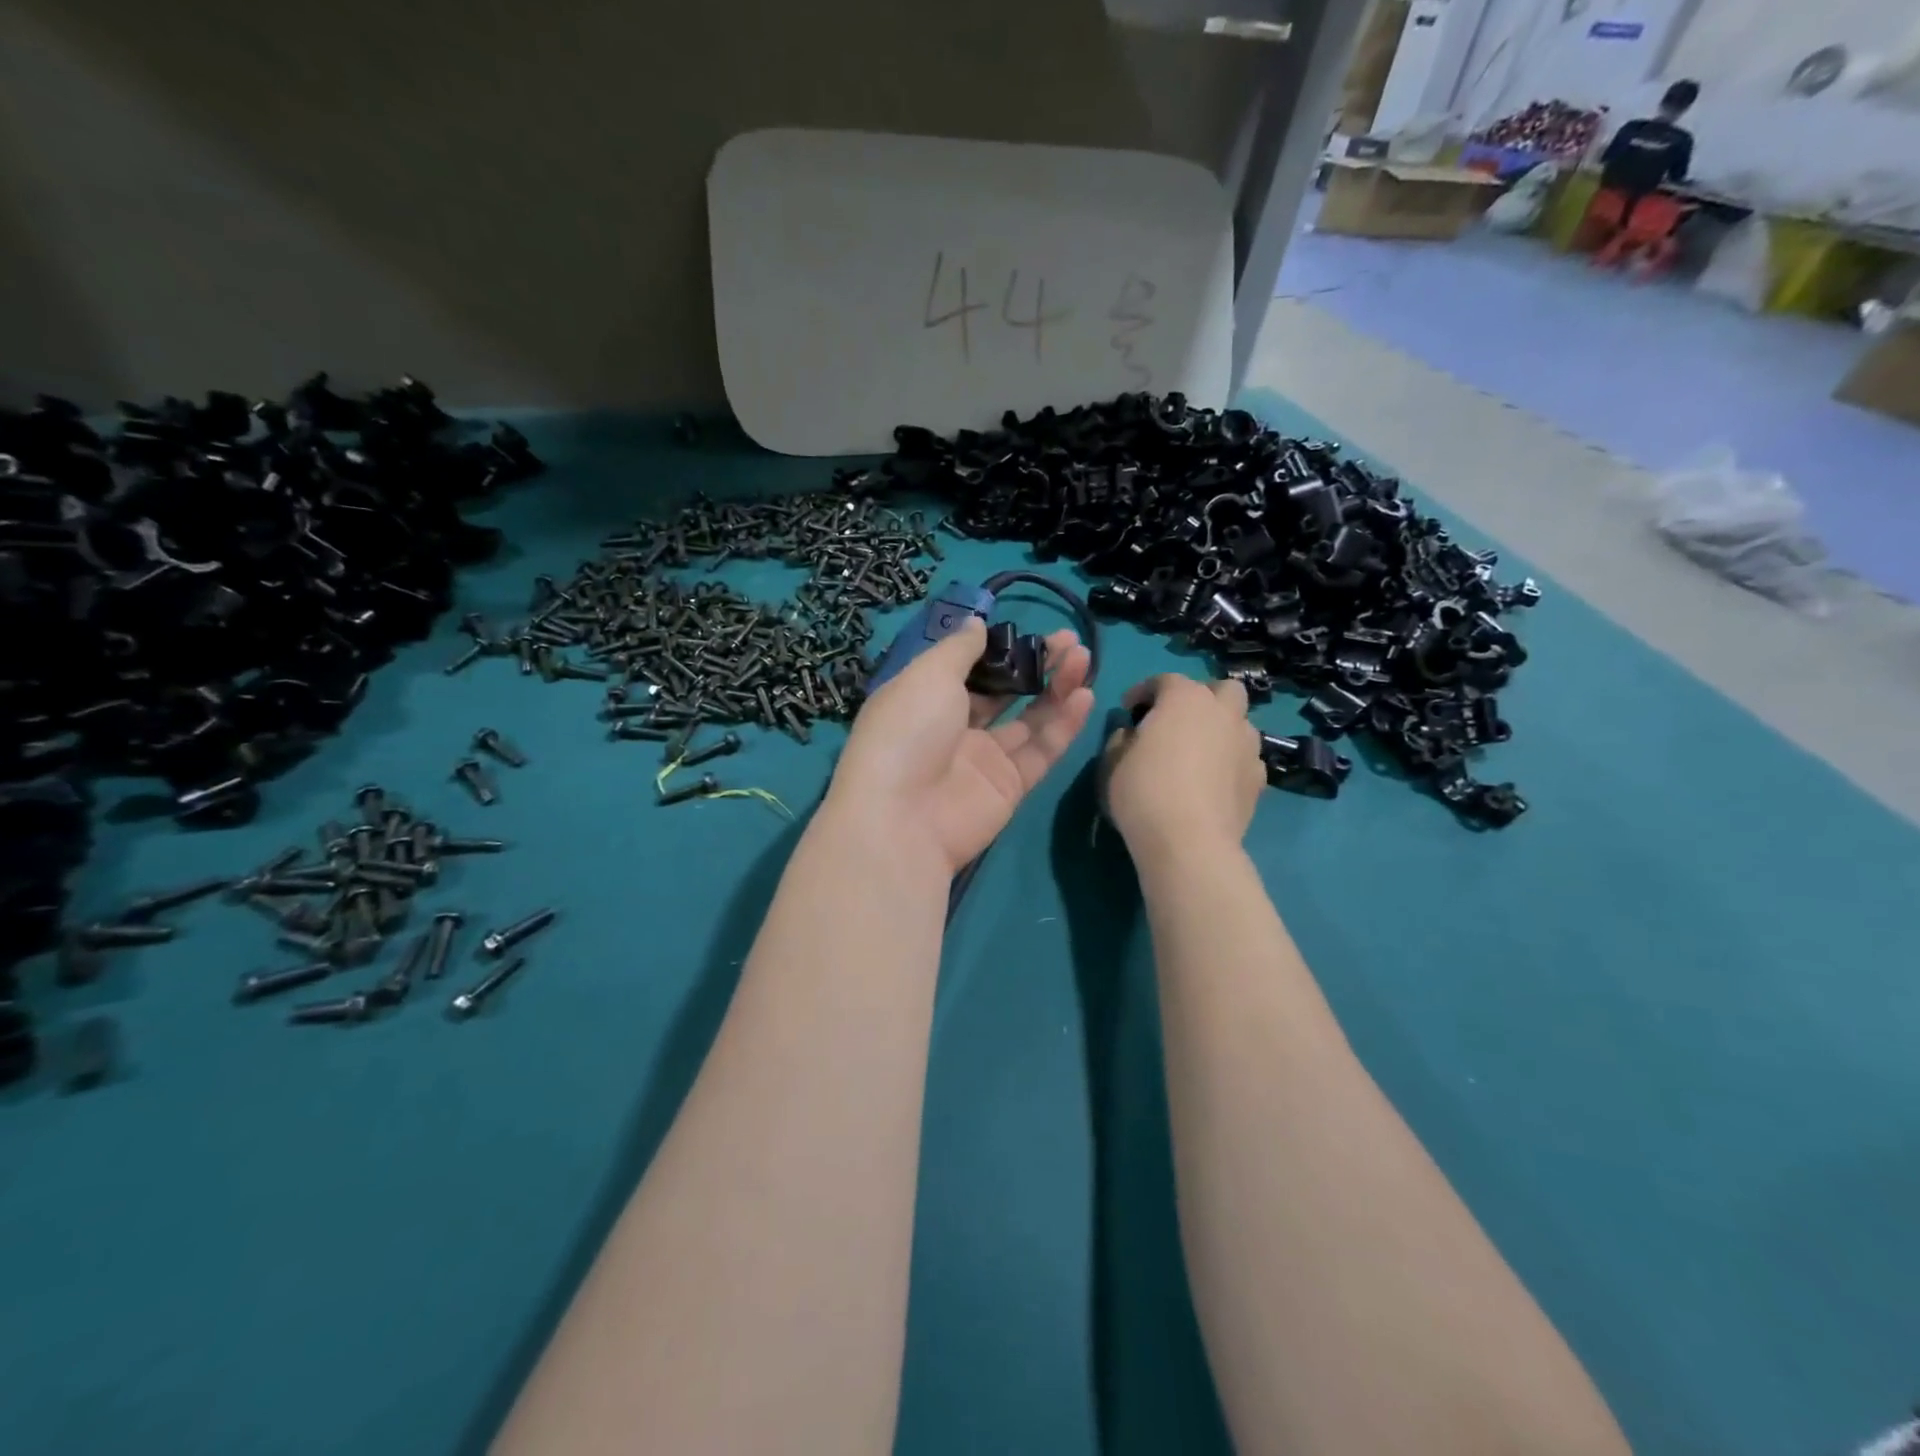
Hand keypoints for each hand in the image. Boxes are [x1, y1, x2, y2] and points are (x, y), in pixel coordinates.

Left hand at [826, 618, 1093, 874]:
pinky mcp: (1009, 787)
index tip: (1028, 630)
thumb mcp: (928, 674)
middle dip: (1035, 665)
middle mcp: (953, 728)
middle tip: (1069, 641)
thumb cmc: (908, 731)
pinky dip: (1063, 724)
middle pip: (1003, 692)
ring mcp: (982, 759)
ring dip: (1057, 688)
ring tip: (1083, 658)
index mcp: (925, 699)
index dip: (998, 649)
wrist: (903, 818)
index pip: (967, 669)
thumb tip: (977, 623)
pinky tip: (1084, 695)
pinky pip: (1041, 750)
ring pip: (1029, 719)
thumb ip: (959, 648)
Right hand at [1103, 674, 1264, 865]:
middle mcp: (1223, 712)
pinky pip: (1246, 758)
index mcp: (1184, 699)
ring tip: (1200, 752)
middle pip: (1222, 689)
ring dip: (1222, 728)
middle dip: (1201, 698)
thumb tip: (1132, 733)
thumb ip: (1122, 738)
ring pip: (1240, 722)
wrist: (1189, 841)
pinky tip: (1215, 781)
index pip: (1164, 680)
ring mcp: (1247, 745)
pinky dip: (1232, 762)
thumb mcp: (1112, 761)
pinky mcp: (1260, 779)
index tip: (1129, 711)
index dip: (1143, 692)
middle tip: (1178, 722)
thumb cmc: (1143, 792)